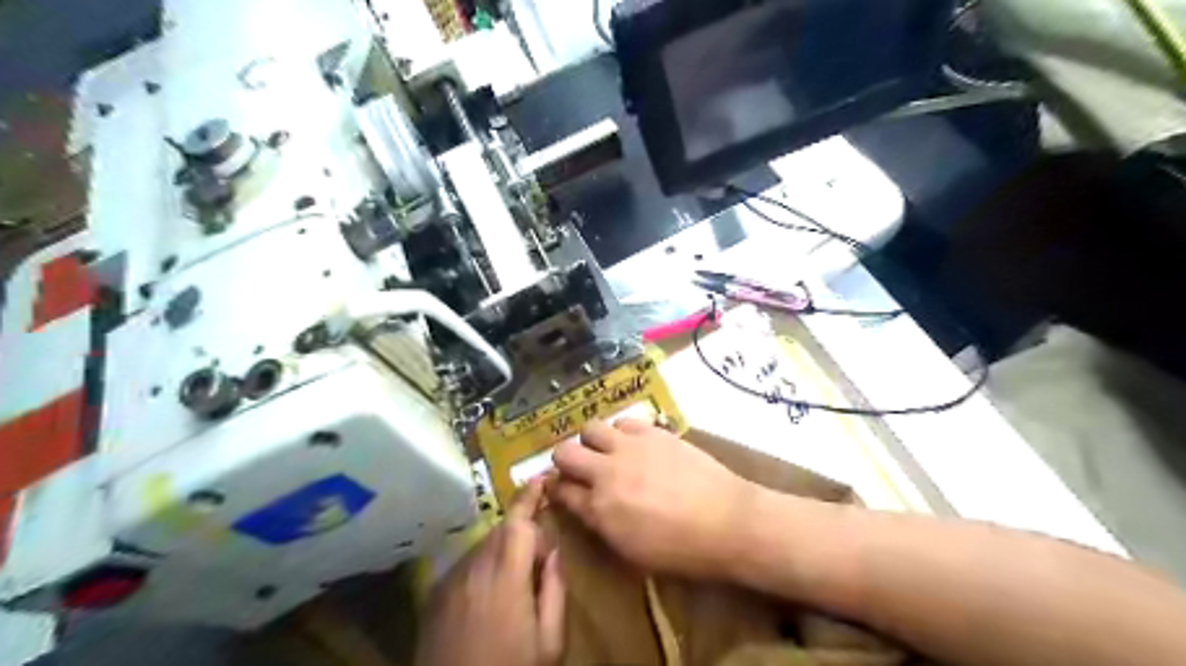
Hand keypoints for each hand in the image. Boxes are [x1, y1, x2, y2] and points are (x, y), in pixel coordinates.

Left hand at [413, 479, 565, 665]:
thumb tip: (553, 553)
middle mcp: (473, 569)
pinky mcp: (433, 596)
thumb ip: (555, 590)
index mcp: (505, 577)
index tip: (541, 477)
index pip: (518, 522)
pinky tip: (488, 597)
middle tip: (539, 560)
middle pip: (501, 531)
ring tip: (514, 584)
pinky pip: (464, 565)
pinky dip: (482, 566)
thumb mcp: (549, 643)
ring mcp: (449, 581)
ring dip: (501, 550)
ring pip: (482, 546)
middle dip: (522, 533)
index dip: (530, 496)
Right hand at [548, 422, 753, 577]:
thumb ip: (602, 524)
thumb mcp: (631, 552)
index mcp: (599, 510)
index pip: (561, 491)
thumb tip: (589, 506)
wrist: (726, 522)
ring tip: (608, 451)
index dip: (558, 489)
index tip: (561, 488)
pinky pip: (624, 421)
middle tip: (579, 467)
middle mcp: (607, 473)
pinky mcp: (653, 432)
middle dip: (565, 460)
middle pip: (564, 452)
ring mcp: (630, 447)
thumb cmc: (680, 550)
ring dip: (593, 440)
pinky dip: (622, 432)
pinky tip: (635, 444)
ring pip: (591, 428)